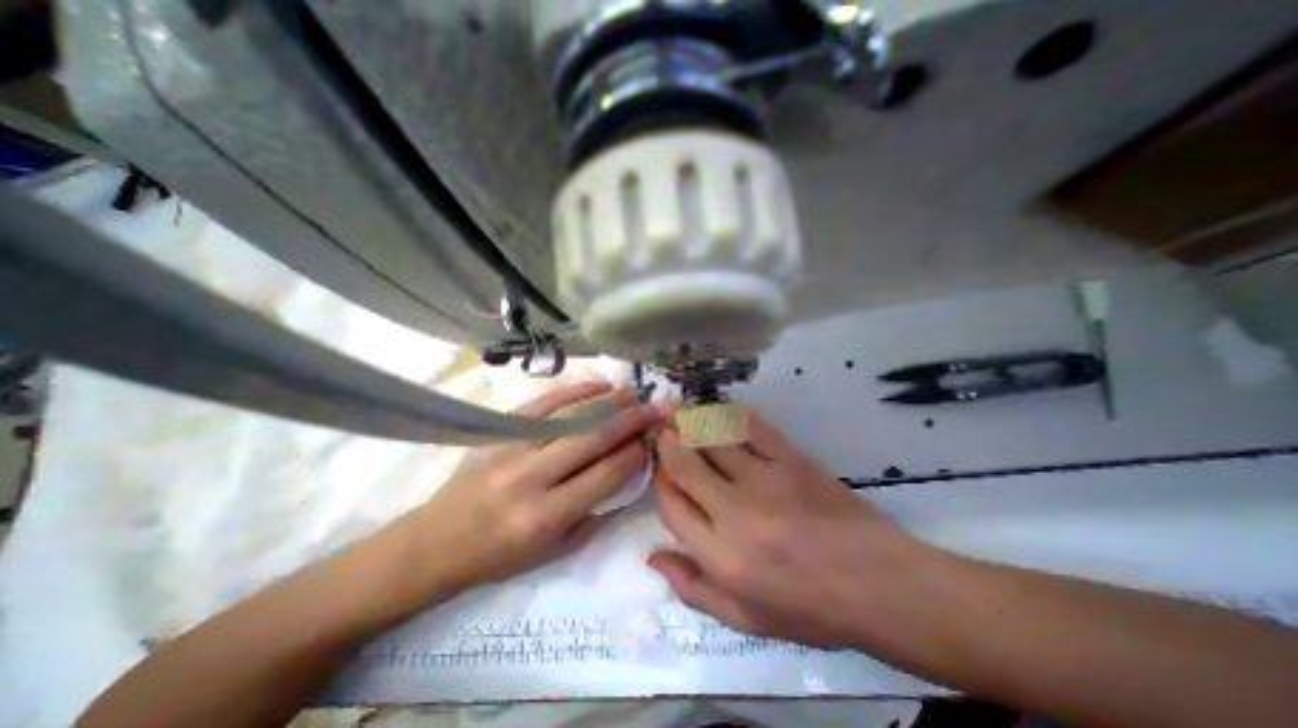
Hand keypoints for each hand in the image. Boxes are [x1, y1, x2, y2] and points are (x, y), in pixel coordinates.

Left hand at [402, 384, 661, 593]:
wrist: (435, 542)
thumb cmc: (499, 556)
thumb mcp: (555, 552)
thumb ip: (597, 514)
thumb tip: (630, 475)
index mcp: (546, 516)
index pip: (606, 475)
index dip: (635, 453)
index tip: (653, 439)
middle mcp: (531, 478)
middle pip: (593, 438)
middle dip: (631, 420)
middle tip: (656, 407)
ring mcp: (512, 448)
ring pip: (572, 416)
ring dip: (608, 401)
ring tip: (634, 392)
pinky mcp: (499, 430)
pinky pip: (543, 403)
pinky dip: (575, 391)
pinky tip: (598, 385)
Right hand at [648, 411, 934, 651]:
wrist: (879, 584)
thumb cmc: (811, 609)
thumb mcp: (747, 619)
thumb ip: (693, 588)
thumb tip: (653, 557)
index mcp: (722, 556)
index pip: (671, 506)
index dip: (659, 484)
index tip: (660, 472)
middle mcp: (736, 512)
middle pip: (685, 465)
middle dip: (667, 444)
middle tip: (662, 432)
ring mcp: (766, 480)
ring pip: (713, 440)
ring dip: (692, 424)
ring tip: (681, 414)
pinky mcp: (792, 460)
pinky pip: (753, 429)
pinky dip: (732, 417)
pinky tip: (722, 413)